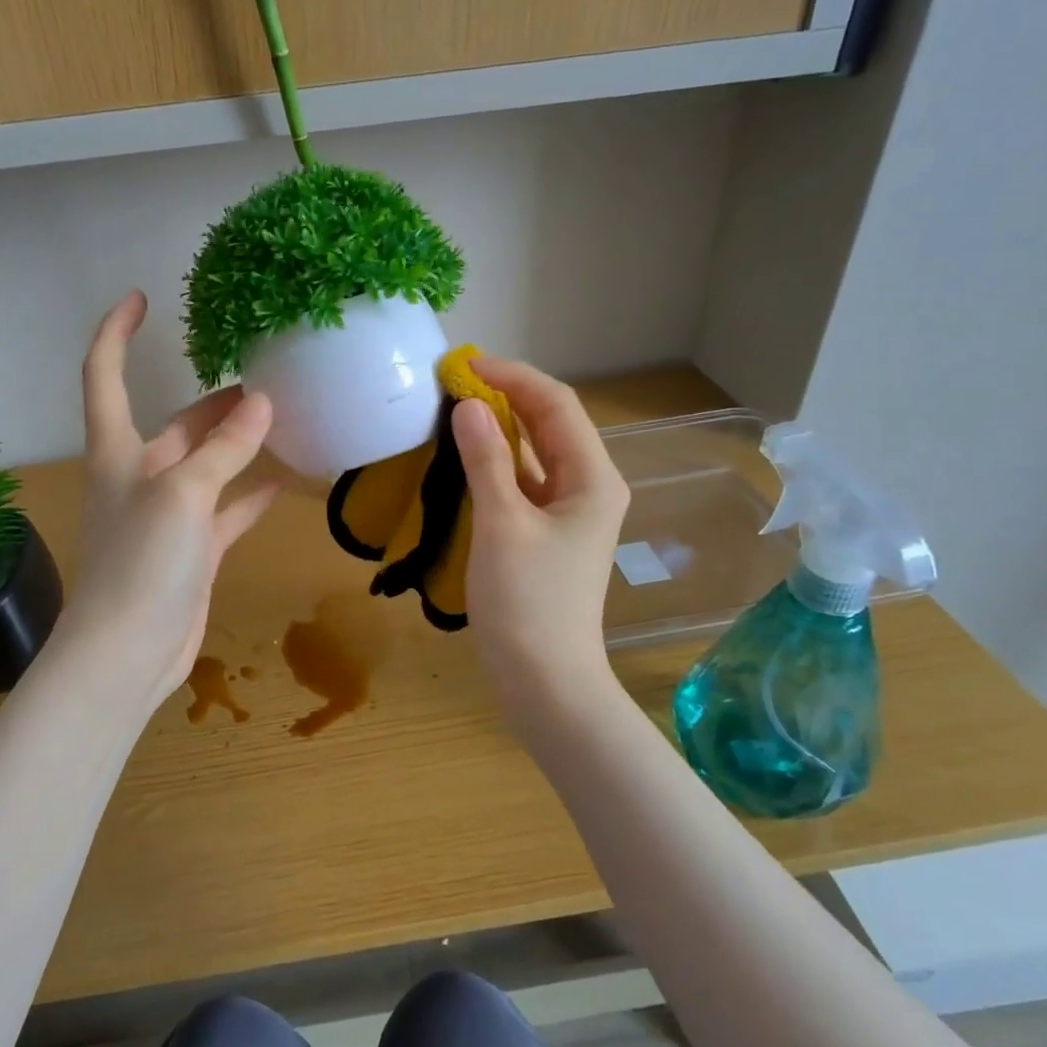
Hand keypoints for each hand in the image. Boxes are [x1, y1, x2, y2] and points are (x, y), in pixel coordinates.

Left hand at [54, 291, 280, 709]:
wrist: (127, 654)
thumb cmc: (141, 564)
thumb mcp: (183, 495)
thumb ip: (224, 449)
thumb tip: (262, 403)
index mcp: (118, 453)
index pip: (104, 376)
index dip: (116, 333)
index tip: (140, 297)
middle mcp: (139, 478)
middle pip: (175, 424)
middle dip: (212, 401)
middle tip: (262, 378)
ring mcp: (168, 517)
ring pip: (207, 466)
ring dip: (237, 444)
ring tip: (280, 419)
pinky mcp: (192, 552)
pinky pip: (226, 512)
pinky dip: (251, 496)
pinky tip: (285, 483)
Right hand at [452, 358, 628, 704]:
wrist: (545, 681)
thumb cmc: (527, 602)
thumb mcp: (502, 524)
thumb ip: (486, 460)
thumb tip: (469, 404)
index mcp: (593, 478)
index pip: (555, 404)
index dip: (512, 376)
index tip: (463, 365)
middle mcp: (588, 486)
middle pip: (549, 424)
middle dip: (505, 397)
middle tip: (453, 384)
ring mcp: (568, 512)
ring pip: (534, 453)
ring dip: (499, 428)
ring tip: (454, 411)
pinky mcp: (546, 534)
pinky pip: (523, 483)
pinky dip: (496, 463)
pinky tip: (465, 458)